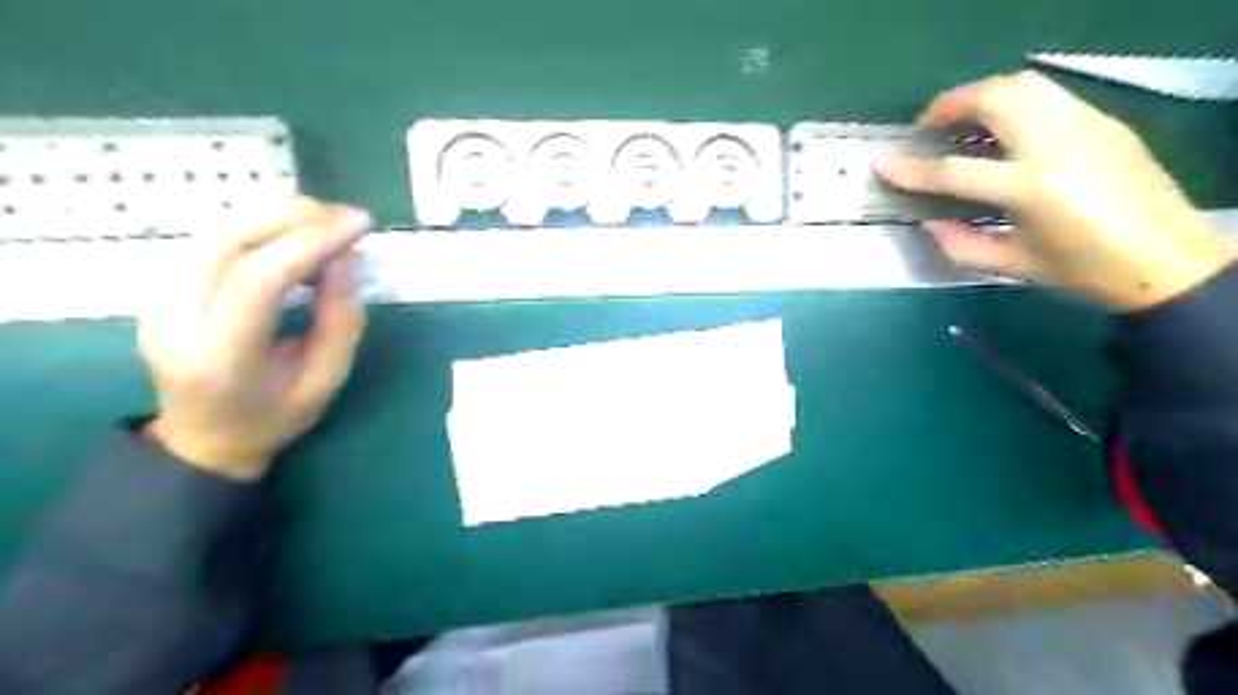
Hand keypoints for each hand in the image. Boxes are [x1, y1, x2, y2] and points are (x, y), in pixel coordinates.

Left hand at [138, 196, 368, 476]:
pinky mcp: (160, 287)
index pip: (260, 278)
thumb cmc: (272, 419)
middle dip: (294, 218)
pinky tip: (292, 233)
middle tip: (346, 217)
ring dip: (275, 215)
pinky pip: (211, 239)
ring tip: (326, 220)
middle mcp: (175, 318)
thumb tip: (348, 261)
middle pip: (228, 241)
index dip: (312, 242)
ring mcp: (157, 299)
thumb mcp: (324, 382)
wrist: (201, 439)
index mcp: (221, 355)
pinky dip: (257, 225)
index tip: (360, 225)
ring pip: (214, 231)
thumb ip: (341, 323)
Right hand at [873, 70, 1231, 309]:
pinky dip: (1013, 101)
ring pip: (1024, 84)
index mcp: (1032, 189)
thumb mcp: (1012, 266)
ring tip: (961, 119)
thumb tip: (928, 224)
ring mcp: (1086, 125)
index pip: (955, 171)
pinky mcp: (1103, 122)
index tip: (883, 163)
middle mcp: (1058, 145)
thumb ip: (960, 245)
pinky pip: (1048, 95)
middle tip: (927, 126)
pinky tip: (1003, 128)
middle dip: (950, 105)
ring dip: (982, 94)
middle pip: (995, 99)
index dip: (912, 169)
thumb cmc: (1083, 270)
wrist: (1168, 260)